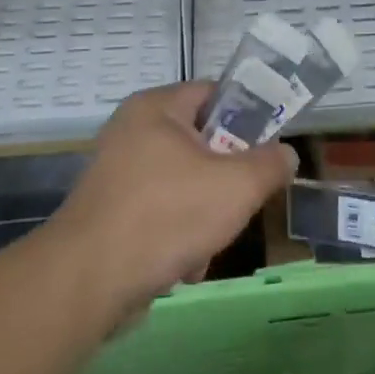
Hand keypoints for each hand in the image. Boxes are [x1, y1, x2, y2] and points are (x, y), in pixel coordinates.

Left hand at [39, 83, 296, 320]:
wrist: (89, 281)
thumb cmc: (167, 216)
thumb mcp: (238, 186)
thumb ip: (270, 164)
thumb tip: (285, 154)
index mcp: (156, 109)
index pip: (215, 93)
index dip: (249, 116)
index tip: (271, 148)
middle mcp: (132, 132)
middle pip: (204, 144)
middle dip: (229, 179)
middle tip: (244, 201)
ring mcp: (118, 174)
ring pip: (186, 185)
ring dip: (207, 216)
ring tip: (209, 244)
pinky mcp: (112, 212)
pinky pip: (162, 213)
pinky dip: (180, 236)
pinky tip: (184, 265)